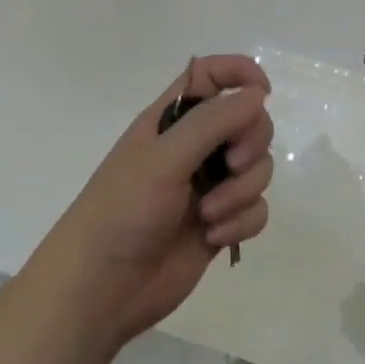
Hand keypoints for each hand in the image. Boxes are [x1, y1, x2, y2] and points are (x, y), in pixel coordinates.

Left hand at [38, 55, 273, 343]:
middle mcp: (193, 147)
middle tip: (232, 165)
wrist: (101, 289)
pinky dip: (242, 222)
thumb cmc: (122, 211)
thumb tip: (258, 95)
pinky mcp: (220, 222)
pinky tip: (214, 237)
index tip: (263, 94)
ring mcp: (208, 186)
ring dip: (242, 191)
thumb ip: (213, 122)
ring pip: (257, 168)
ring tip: (210, 215)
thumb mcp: (164, 159)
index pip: (210, 75)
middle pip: (247, 122)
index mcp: (171, 120)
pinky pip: (255, 209)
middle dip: (251, 143)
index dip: (240, 74)